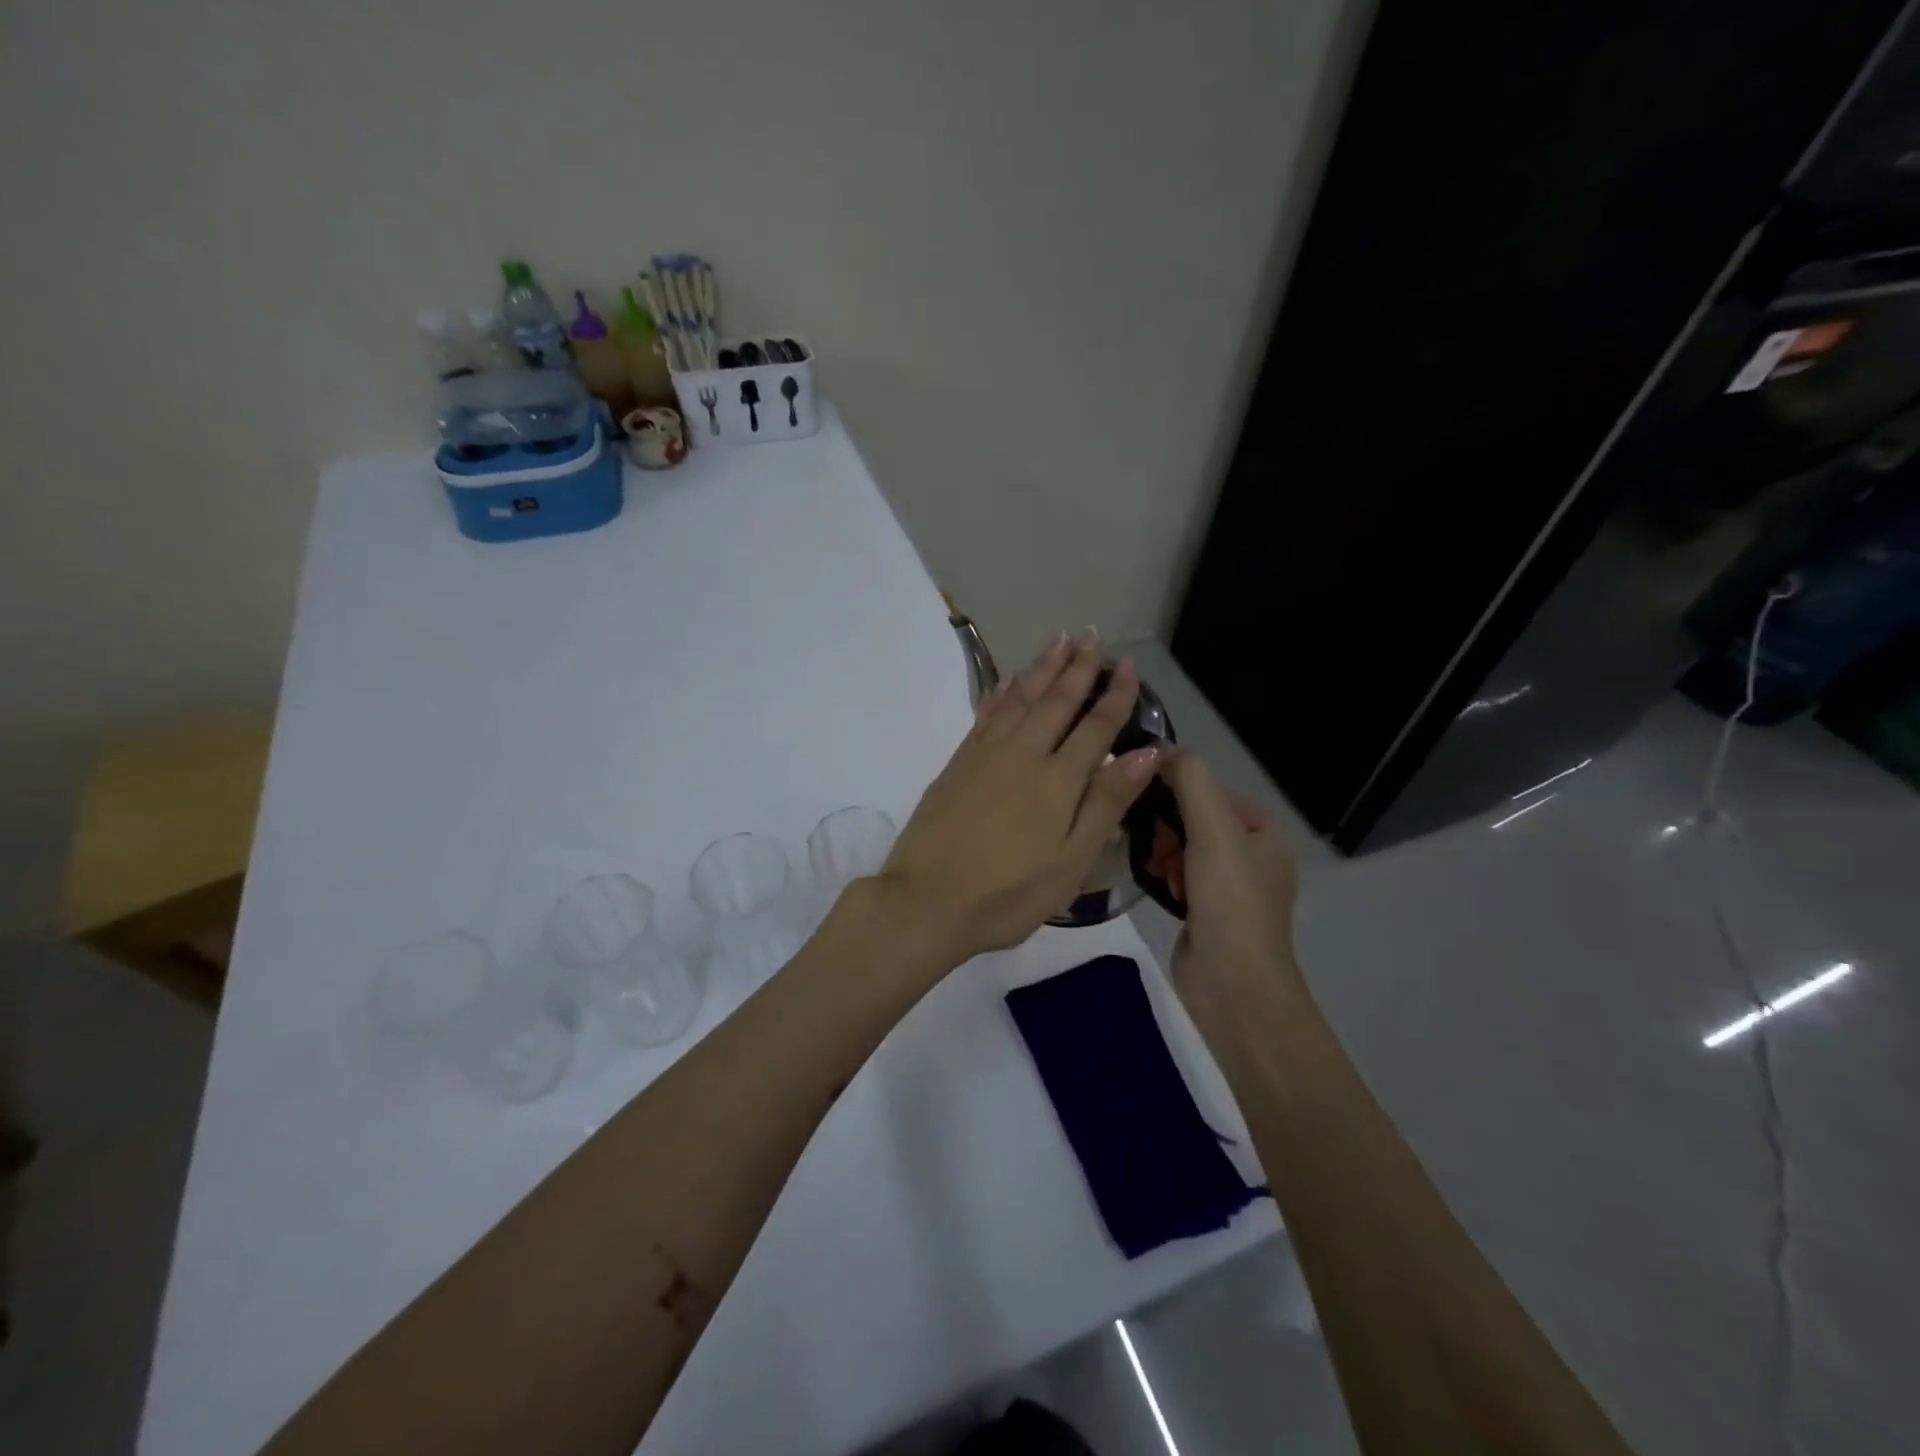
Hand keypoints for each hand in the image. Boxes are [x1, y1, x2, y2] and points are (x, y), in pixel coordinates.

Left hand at [876, 629, 1167, 967]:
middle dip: (1077, 667)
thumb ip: (1107, 802)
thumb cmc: (1009, 893)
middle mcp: (1023, 754)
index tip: (1129, 666)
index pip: (1095, 727)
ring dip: (1041, 668)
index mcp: (1058, 779)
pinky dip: (1001, 694)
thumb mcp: (1071, 861)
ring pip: (1020, 699)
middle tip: (1092, 635)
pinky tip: (1008, 682)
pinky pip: (985, 715)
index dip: (1115, 696)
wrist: (927, 901)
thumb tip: (1147, 752)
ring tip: (1059, 641)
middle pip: (1056, 701)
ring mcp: (985, 755)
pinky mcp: (957, 764)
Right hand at [1159, 751, 1303, 1024]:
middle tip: (1158, 848)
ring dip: (1163, 853)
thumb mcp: (1212, 829)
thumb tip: (1161, 747)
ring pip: (1182, 848)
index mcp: (1265, 832)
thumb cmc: (1230, 900)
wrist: (1233, 984)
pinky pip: (1178, 876)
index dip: (1179, 793)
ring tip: (1158, 871)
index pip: (1212, 791)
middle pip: (1195, 819)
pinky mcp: (1206, 912)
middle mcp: (1252, 855)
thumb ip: (1189, 780)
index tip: (1151, 806)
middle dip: (1169, 829)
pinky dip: (1164, 876)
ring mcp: (1229, 886)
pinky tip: (1157, 886)